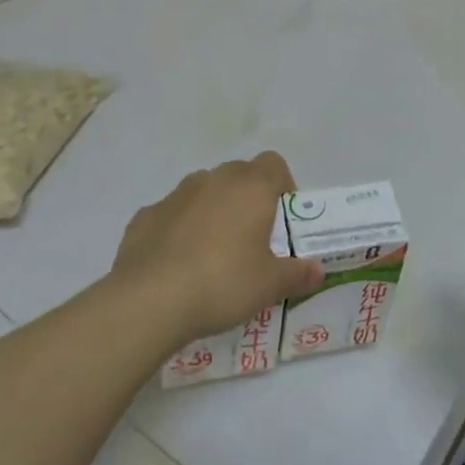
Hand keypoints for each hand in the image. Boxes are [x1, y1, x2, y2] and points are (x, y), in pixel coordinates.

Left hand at [111, 151, 323, 347]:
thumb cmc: (223, 283)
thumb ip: (297, 275)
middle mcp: (215, 180)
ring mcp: (177, 195)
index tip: (281, 219)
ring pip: (204, 191)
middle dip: (247, 199)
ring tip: (212, 253)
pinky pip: (171, 214)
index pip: (274, 164)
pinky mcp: (146, 215)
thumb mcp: (269, 286)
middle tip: (250, 239)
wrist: (150, 300)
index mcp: (251, 187)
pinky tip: (176, 264)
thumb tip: (318, 271)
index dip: (282, 186)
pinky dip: (178, 229)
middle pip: (239, 174)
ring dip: (212, 211)